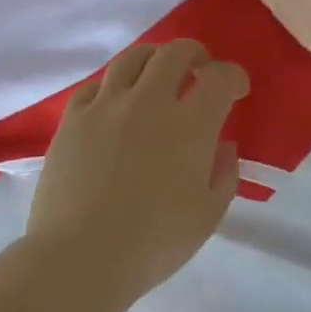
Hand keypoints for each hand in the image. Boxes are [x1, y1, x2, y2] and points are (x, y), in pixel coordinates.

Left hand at [26, 40, 248, 300]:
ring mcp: (107, 106)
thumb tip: (222, 145)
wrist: (79, 259)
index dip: (234, 76)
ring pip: (133, 58)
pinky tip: (116, 103)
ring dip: (154, 59)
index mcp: (190, 124)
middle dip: (196, 55)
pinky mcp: (73, 119)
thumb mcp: (208, 215)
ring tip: (158, 75)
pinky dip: (114, 86)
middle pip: (176, 52)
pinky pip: (96, 85)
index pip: (220, 77)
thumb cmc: (153, 243)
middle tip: (200, 71)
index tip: (237, 90)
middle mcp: (149, 101)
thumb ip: (224, 173)